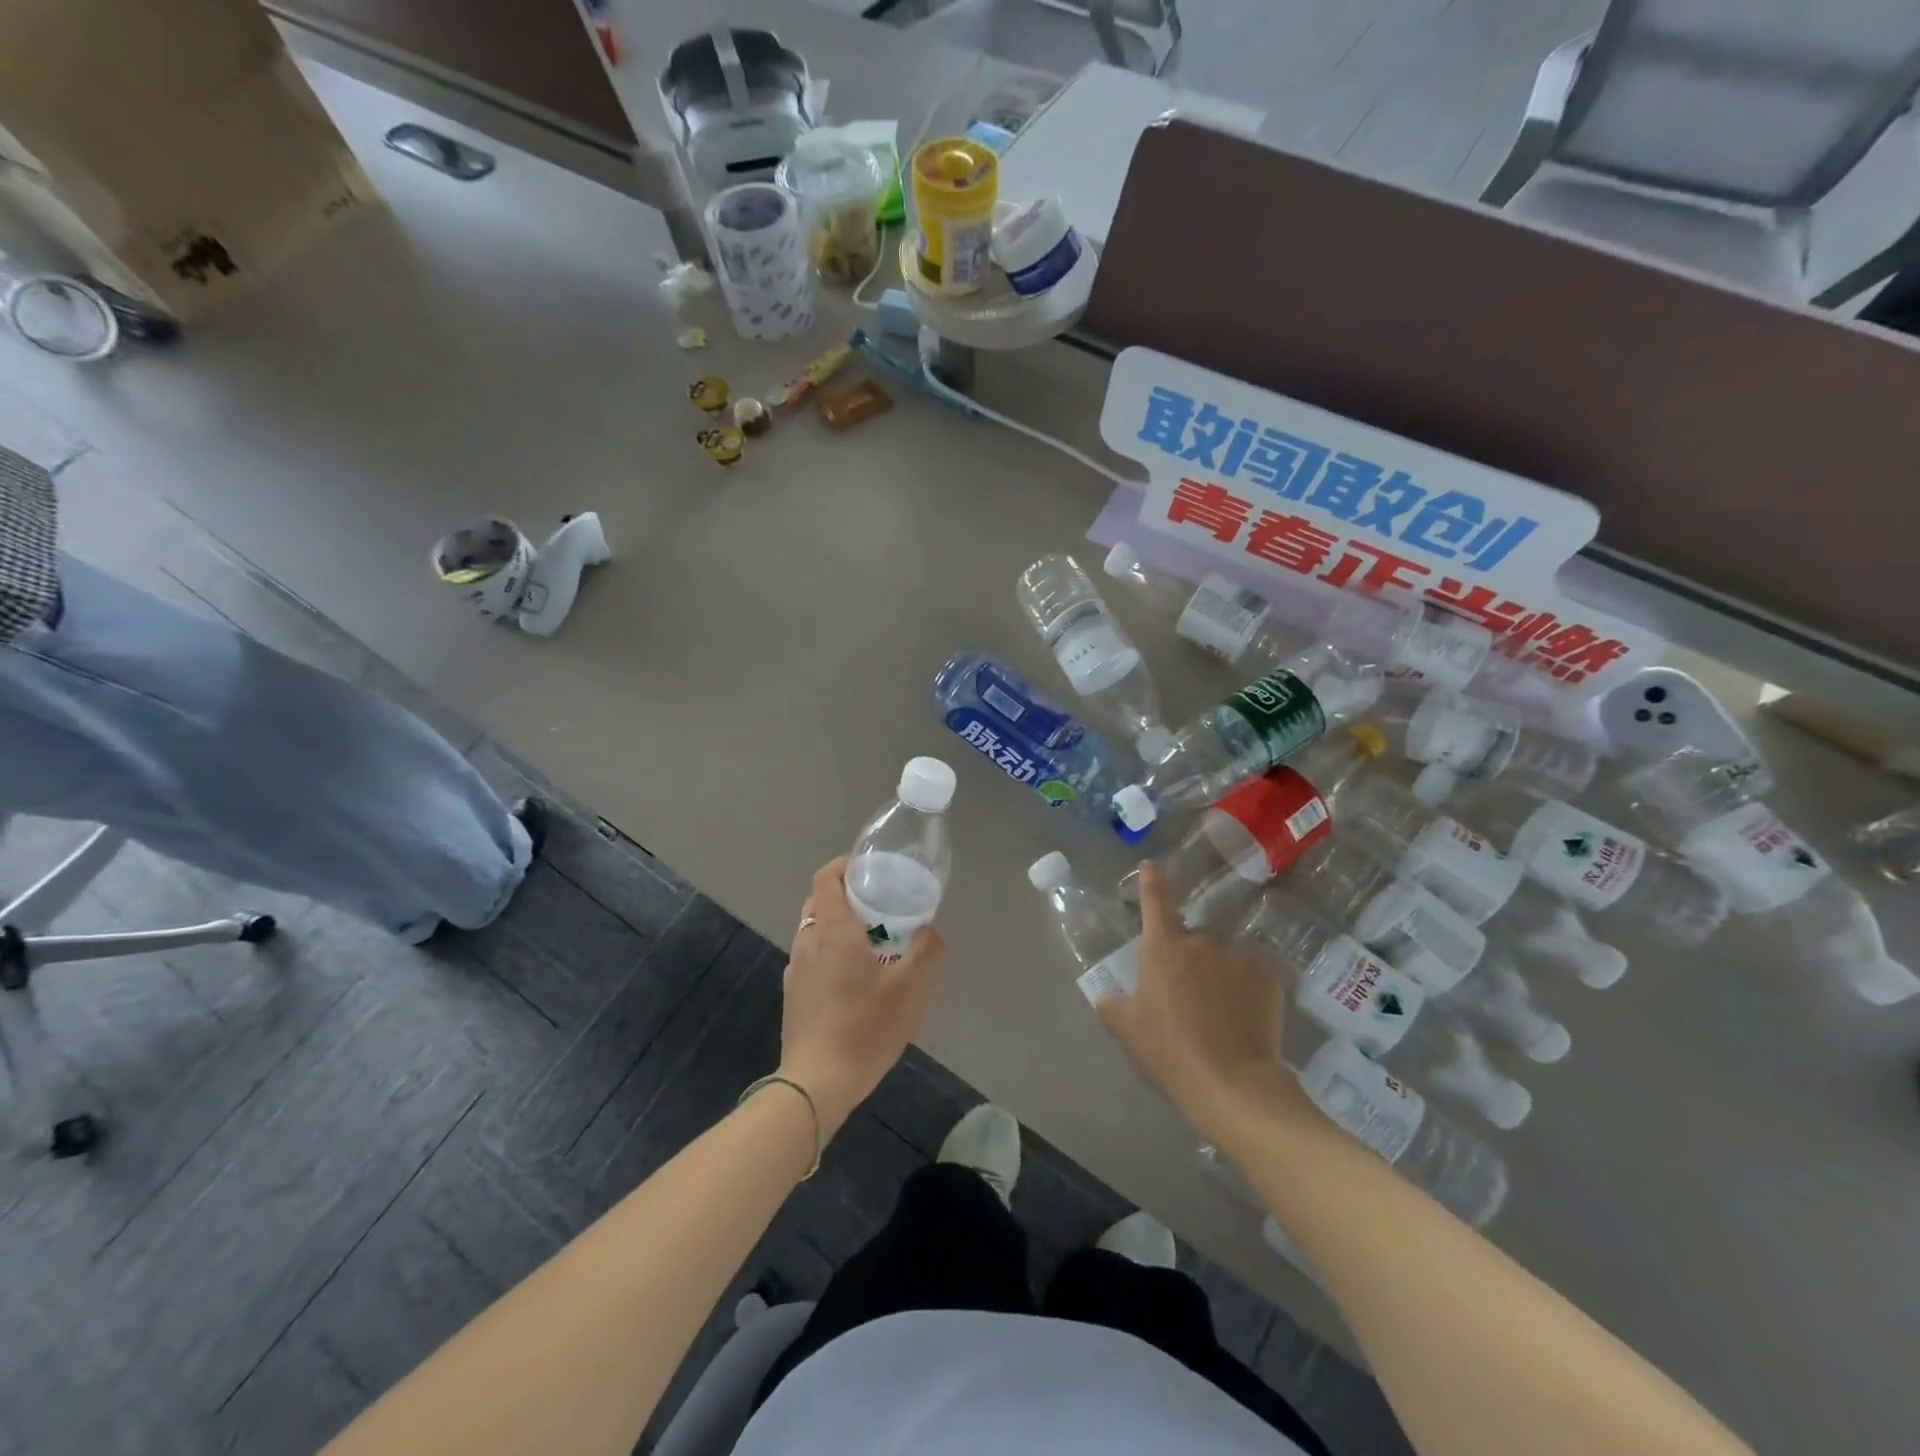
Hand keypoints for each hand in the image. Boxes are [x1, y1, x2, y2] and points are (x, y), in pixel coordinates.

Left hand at [778, 857, 944, 1136]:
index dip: (845, 865)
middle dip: (847, 896)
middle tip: (879, 906)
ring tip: (871, 944)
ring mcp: (795, 971)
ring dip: (838, 928)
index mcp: (833, 931)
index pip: (827, 878)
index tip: (869, 869)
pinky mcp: (794, 996)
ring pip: (814, 932)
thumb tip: (928, 931)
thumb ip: (926, 950)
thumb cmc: (865, 1027)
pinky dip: (830, 954)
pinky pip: (812, 959)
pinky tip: (854, 981)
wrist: (817, 1083)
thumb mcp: (911, 988)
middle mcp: (808, 943)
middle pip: (820, 902)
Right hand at [1096, 863, 1303, 1138]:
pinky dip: (1246, 988)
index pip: (1155, 901)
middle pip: (1191, 939)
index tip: (1152, 866)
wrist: (1233, 1083)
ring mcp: (1238, 956)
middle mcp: (1201, 942)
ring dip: (1218, 974)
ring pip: (1223, 958)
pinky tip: (1245, 1017)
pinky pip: (1251, 974)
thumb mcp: (1127, 1032)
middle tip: (1187, 997)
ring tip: (1220, 1013)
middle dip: (1188, 960)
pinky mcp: (1269, 976)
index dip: (1152, 881)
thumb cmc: (1170, 1052)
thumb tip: (1108, 996)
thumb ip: (1113, 1006)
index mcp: (1162, 948)